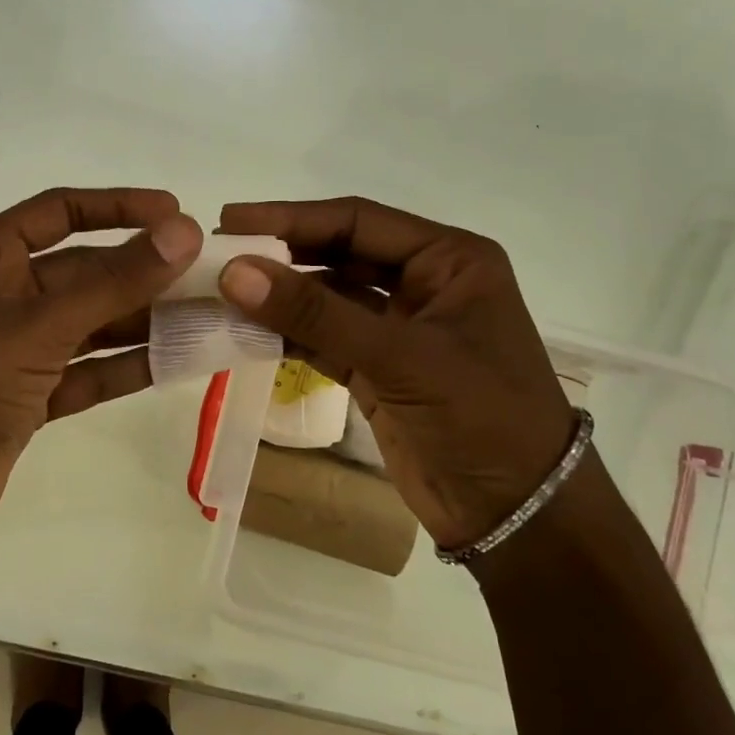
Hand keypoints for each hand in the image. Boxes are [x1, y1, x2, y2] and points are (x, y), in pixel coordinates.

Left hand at [0, 188, 201, 549]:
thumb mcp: (39, 325)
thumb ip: (115, 281)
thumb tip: (184, 231)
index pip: (62, 211)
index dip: (119, 206)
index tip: (176, 213)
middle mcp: (6, 293)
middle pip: (86, 270)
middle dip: (145, 272)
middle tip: (211, 274)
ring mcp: (18, 347)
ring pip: (94, 322)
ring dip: (145, 321)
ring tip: (209, 317)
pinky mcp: (31, 395)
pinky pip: (89, 369)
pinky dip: (128, 366)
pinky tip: (178, 360)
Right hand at [217, 197, 574, 552]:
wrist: (517, 516)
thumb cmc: (481, 416)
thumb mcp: (400, 356)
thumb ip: (315, 312)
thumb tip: (235, 271)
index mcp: (448, 260)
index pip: (358, 221)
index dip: (292, 218)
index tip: (230, 220)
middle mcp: (424, 283)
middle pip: (338, 254)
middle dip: (281, 255)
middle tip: (217, 254)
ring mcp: (399, 328)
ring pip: (326, 298)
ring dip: (278, 298)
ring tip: (219, 294)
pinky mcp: (378, 369)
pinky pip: (323, 338)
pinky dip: (287, 335)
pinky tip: (245, 332)